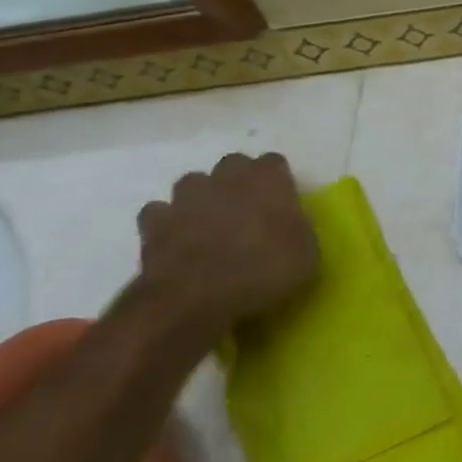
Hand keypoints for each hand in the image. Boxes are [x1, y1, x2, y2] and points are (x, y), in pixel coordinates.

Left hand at [135, 152, 319, 336]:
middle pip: (233, 165)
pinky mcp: (154, 222)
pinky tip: (175, 242)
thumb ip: (299, 230)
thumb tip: (291, 227)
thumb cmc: (263, 271)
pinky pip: (159, 213)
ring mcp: (186, 196)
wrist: (196, 298)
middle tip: (246, 213)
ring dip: (201, 199)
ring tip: (208, 226)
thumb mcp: (307, 255)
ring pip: (193, 183)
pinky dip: (166, 223)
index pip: (275, 163)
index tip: (281, 206)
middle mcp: (226, 176)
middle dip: (238, 183)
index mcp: (268, 178)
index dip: (277, 183)